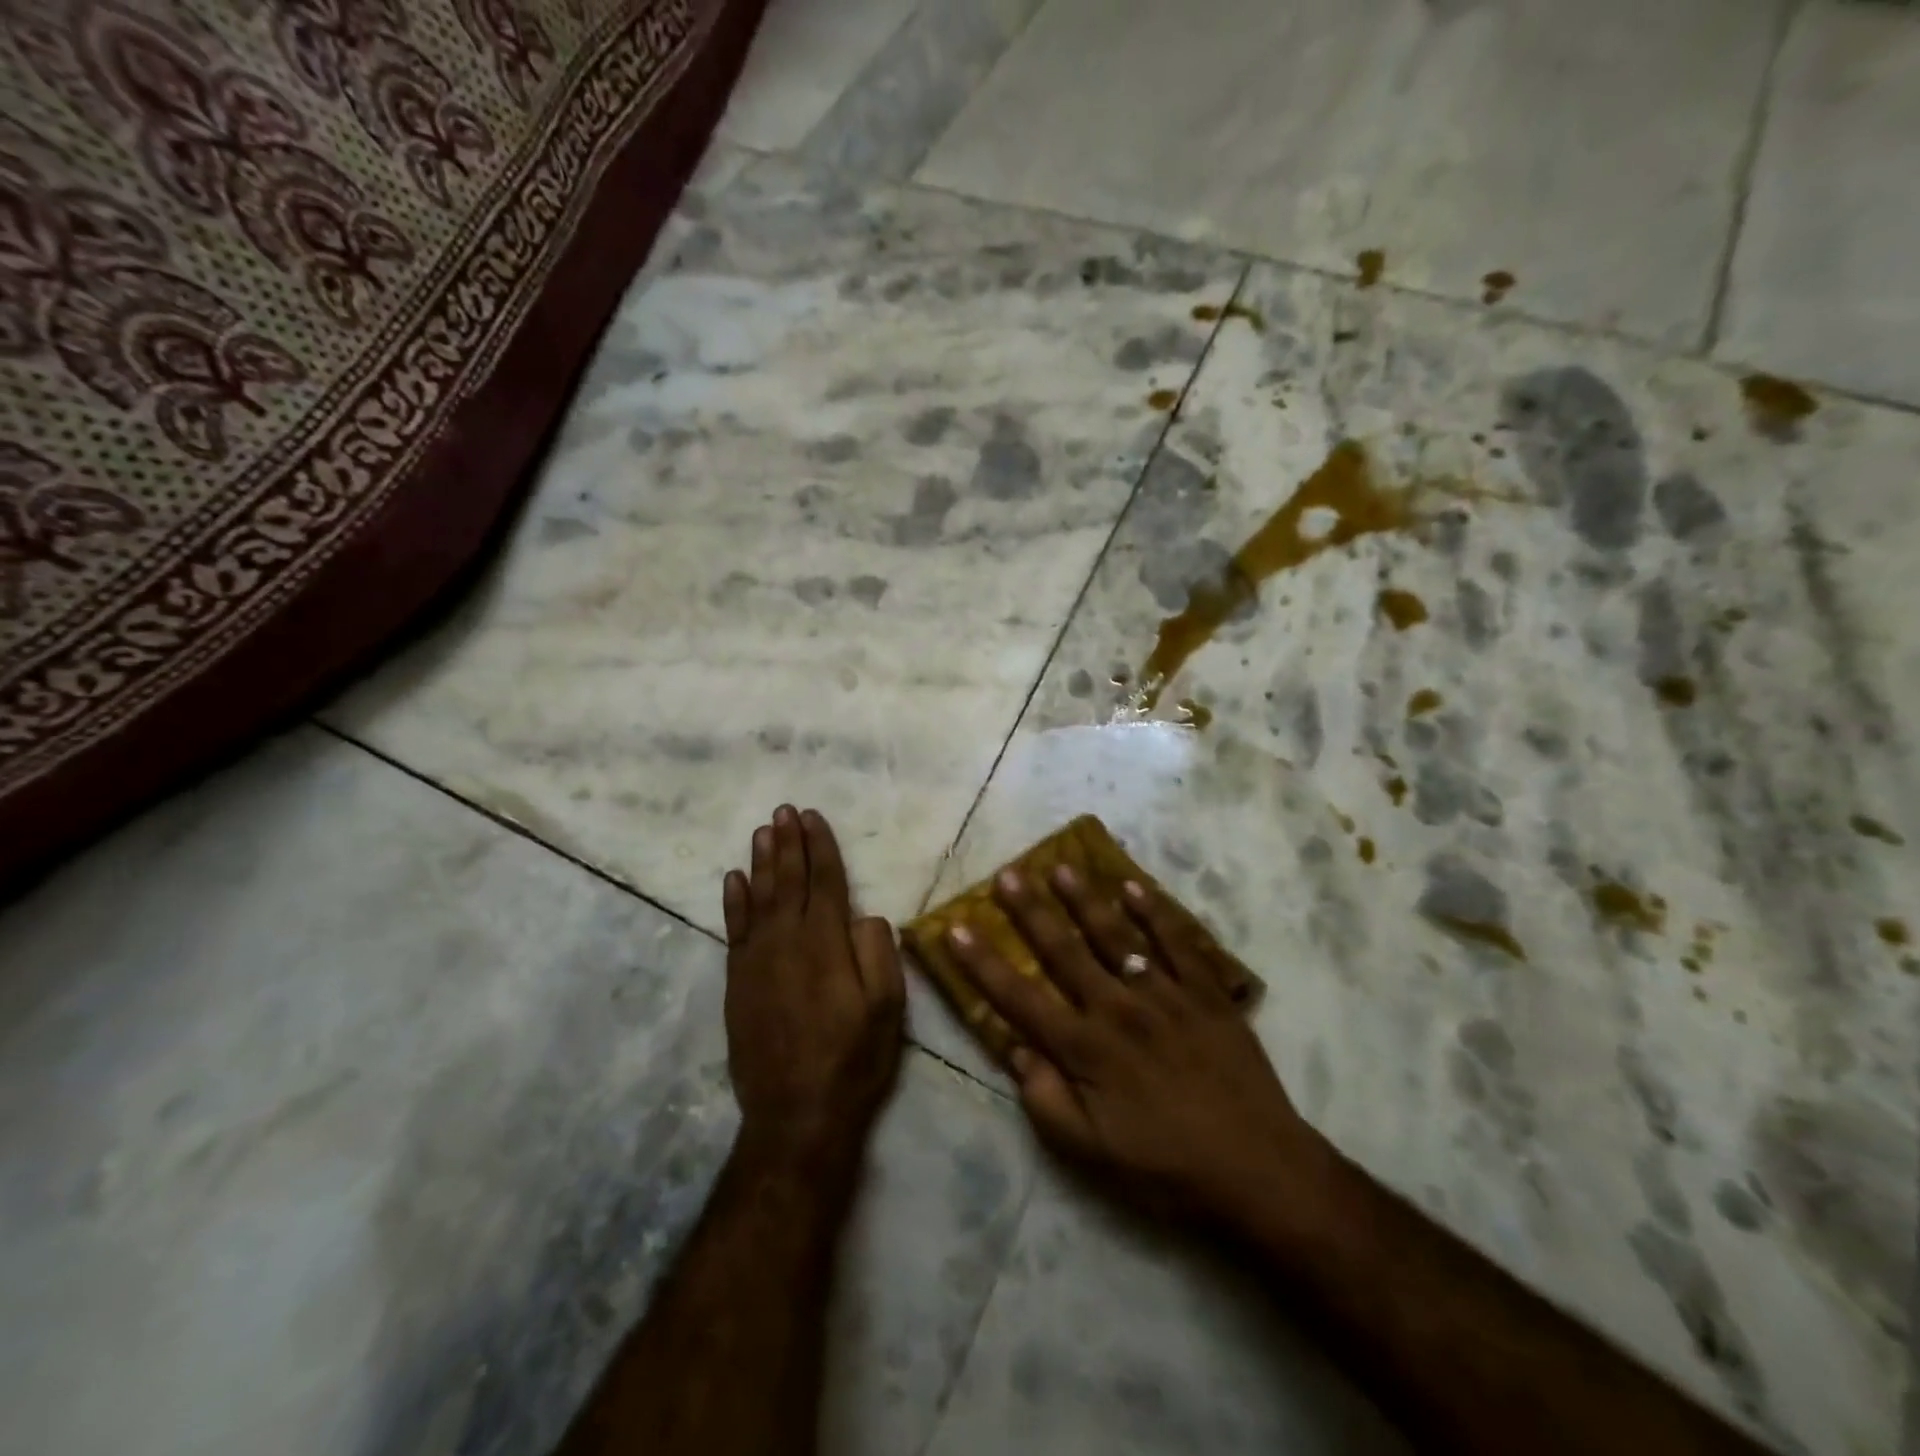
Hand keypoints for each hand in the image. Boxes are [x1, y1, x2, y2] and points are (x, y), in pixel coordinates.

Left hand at [723, 806, 904, 1165]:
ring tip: (762, 831)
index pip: (824, 881)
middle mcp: (787, 941)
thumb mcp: (887, 1008)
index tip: (812, 816)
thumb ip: (878, 952)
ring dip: (761, 861)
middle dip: (788, 843)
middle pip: (788, 880)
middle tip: (784, 810)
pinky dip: (733, 901)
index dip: (820, 846)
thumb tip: (864, 915)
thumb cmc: (853, 1059)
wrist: (796, 1114)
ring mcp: (757, 961)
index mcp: (826, 943)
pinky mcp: (738, 982)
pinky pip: (734, 929)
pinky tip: (733, 879)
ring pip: (758, 898)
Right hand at [947, 866, 1314, 1222]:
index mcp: (1085, 1048)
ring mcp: (1165, 994)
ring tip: (1062, 867)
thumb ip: (1046, 1100)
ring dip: (1085, 900)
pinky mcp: (1206, 992)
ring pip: (1116, 935)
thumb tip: (1017, 1050)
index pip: (1019, 996)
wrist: (1258, 1169)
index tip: (956, 927)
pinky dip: (1154, 912)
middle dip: (1031, 911)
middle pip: (1065, 950)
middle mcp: (1118, 1008)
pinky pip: (1177, 942)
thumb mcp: (1091, 1154)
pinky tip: (1134, 887)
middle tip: (1008, 874)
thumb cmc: (1166, 1168)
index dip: (983, 962)